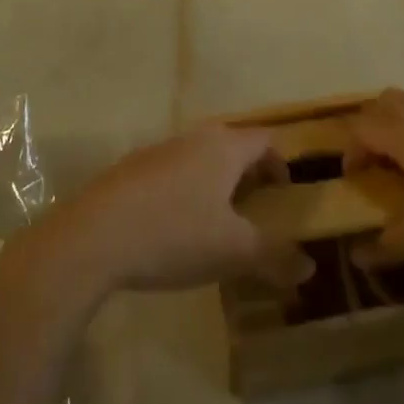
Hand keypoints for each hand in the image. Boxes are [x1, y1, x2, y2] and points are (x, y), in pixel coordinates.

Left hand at [37, 125, 309, 294]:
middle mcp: (193, 138)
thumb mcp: (234, 252)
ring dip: (215, 182)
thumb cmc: (175, 234)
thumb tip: (308, 266)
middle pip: (231, 144)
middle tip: (256, 209)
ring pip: (199, 157)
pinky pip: (172, 172)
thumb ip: (274, 257)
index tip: (285, 194)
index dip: (281, 162)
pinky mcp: (131, 169)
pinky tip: (175, 228)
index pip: (265, 139)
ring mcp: (158, 151)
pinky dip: (185, 191)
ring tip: (218, 222)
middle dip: (248, 173)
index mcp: (224, 147)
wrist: (95, 236)